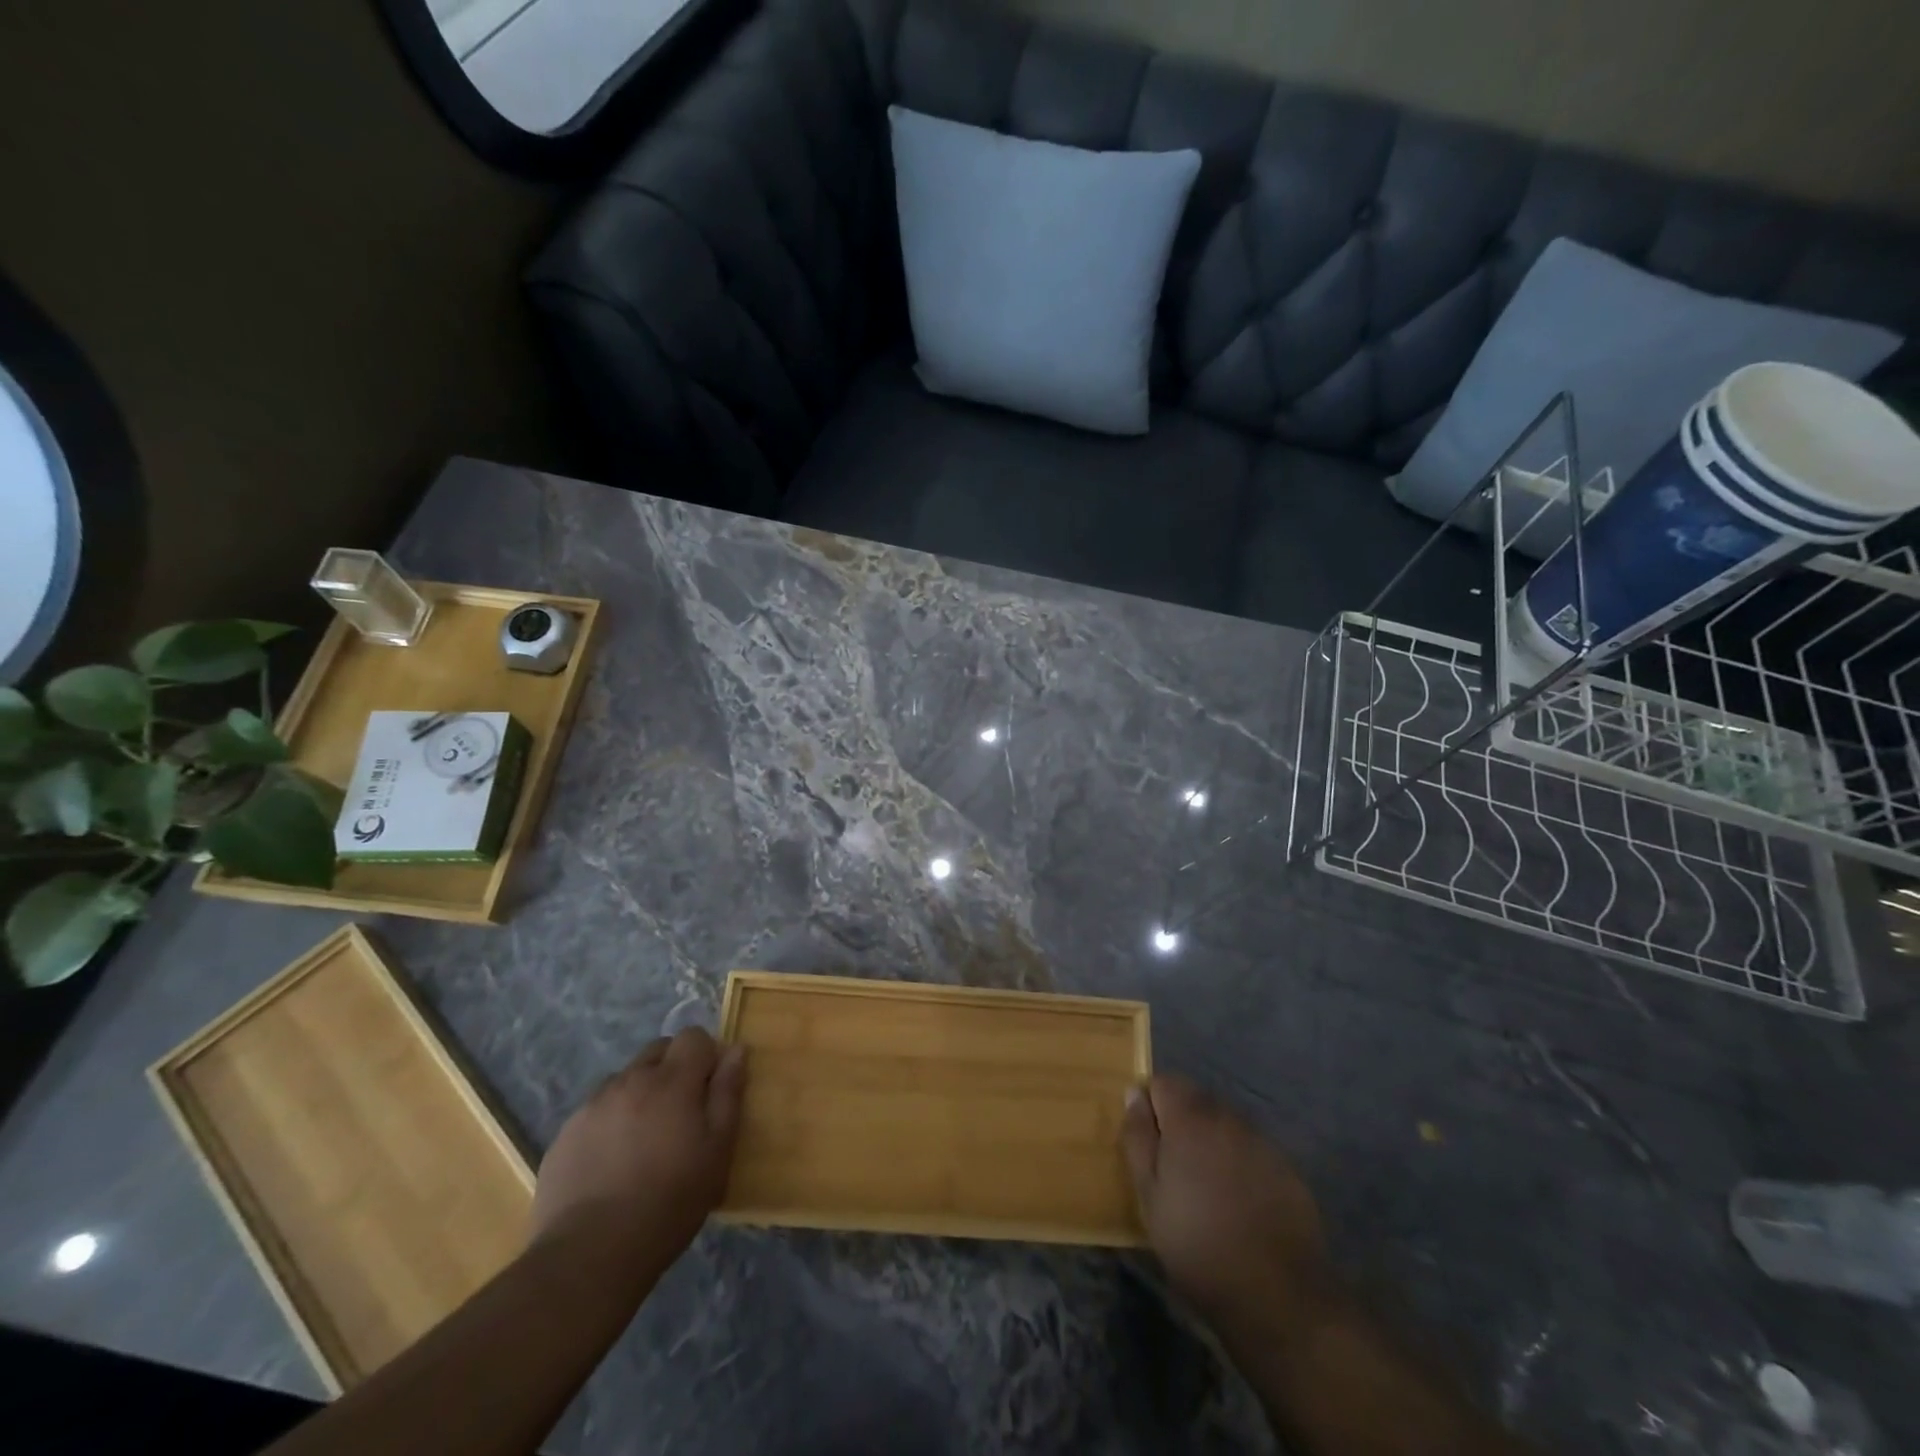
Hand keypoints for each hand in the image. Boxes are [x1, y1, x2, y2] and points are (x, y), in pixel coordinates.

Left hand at [531, 1027, 746, 1285]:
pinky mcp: (565, 1134)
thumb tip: (736, 1050)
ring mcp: (592, 1105)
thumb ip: (728, 1094)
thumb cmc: (669, 1202)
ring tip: (644, 1142)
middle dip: (673, 1069)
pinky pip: (597, 1110)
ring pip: (625, 1079)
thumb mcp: (717, 1151)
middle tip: (680, 1114)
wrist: (589, 1255)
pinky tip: (612, 1163)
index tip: (710, 1089)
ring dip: (640, 1094)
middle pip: (658, 1050)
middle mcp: (629, 1080)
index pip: (693, 1036)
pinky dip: (611, 1122)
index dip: (706, 1056)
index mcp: (671, 1081)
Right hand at [1121, 1074, 1328, 1333]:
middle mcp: (1228, 1118)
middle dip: (1180, 1122)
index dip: (1150, 1106)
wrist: (1278, 1295)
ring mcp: (1262, 1142)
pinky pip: (1251, 1150)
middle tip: (1172, 1169)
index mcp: (1190, 1119)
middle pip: (1196, 1099)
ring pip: (1224, 1125)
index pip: (1163, 1082)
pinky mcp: (1287, 1169)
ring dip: (1210, 1141)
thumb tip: (1133, 1094)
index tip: (1147, 1142)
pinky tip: (1238, 1202)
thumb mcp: (1150, 1195)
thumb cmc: (1197, 1244)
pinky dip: (1239, 1163)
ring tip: (1206, 1188)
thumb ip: (1138, 1137)